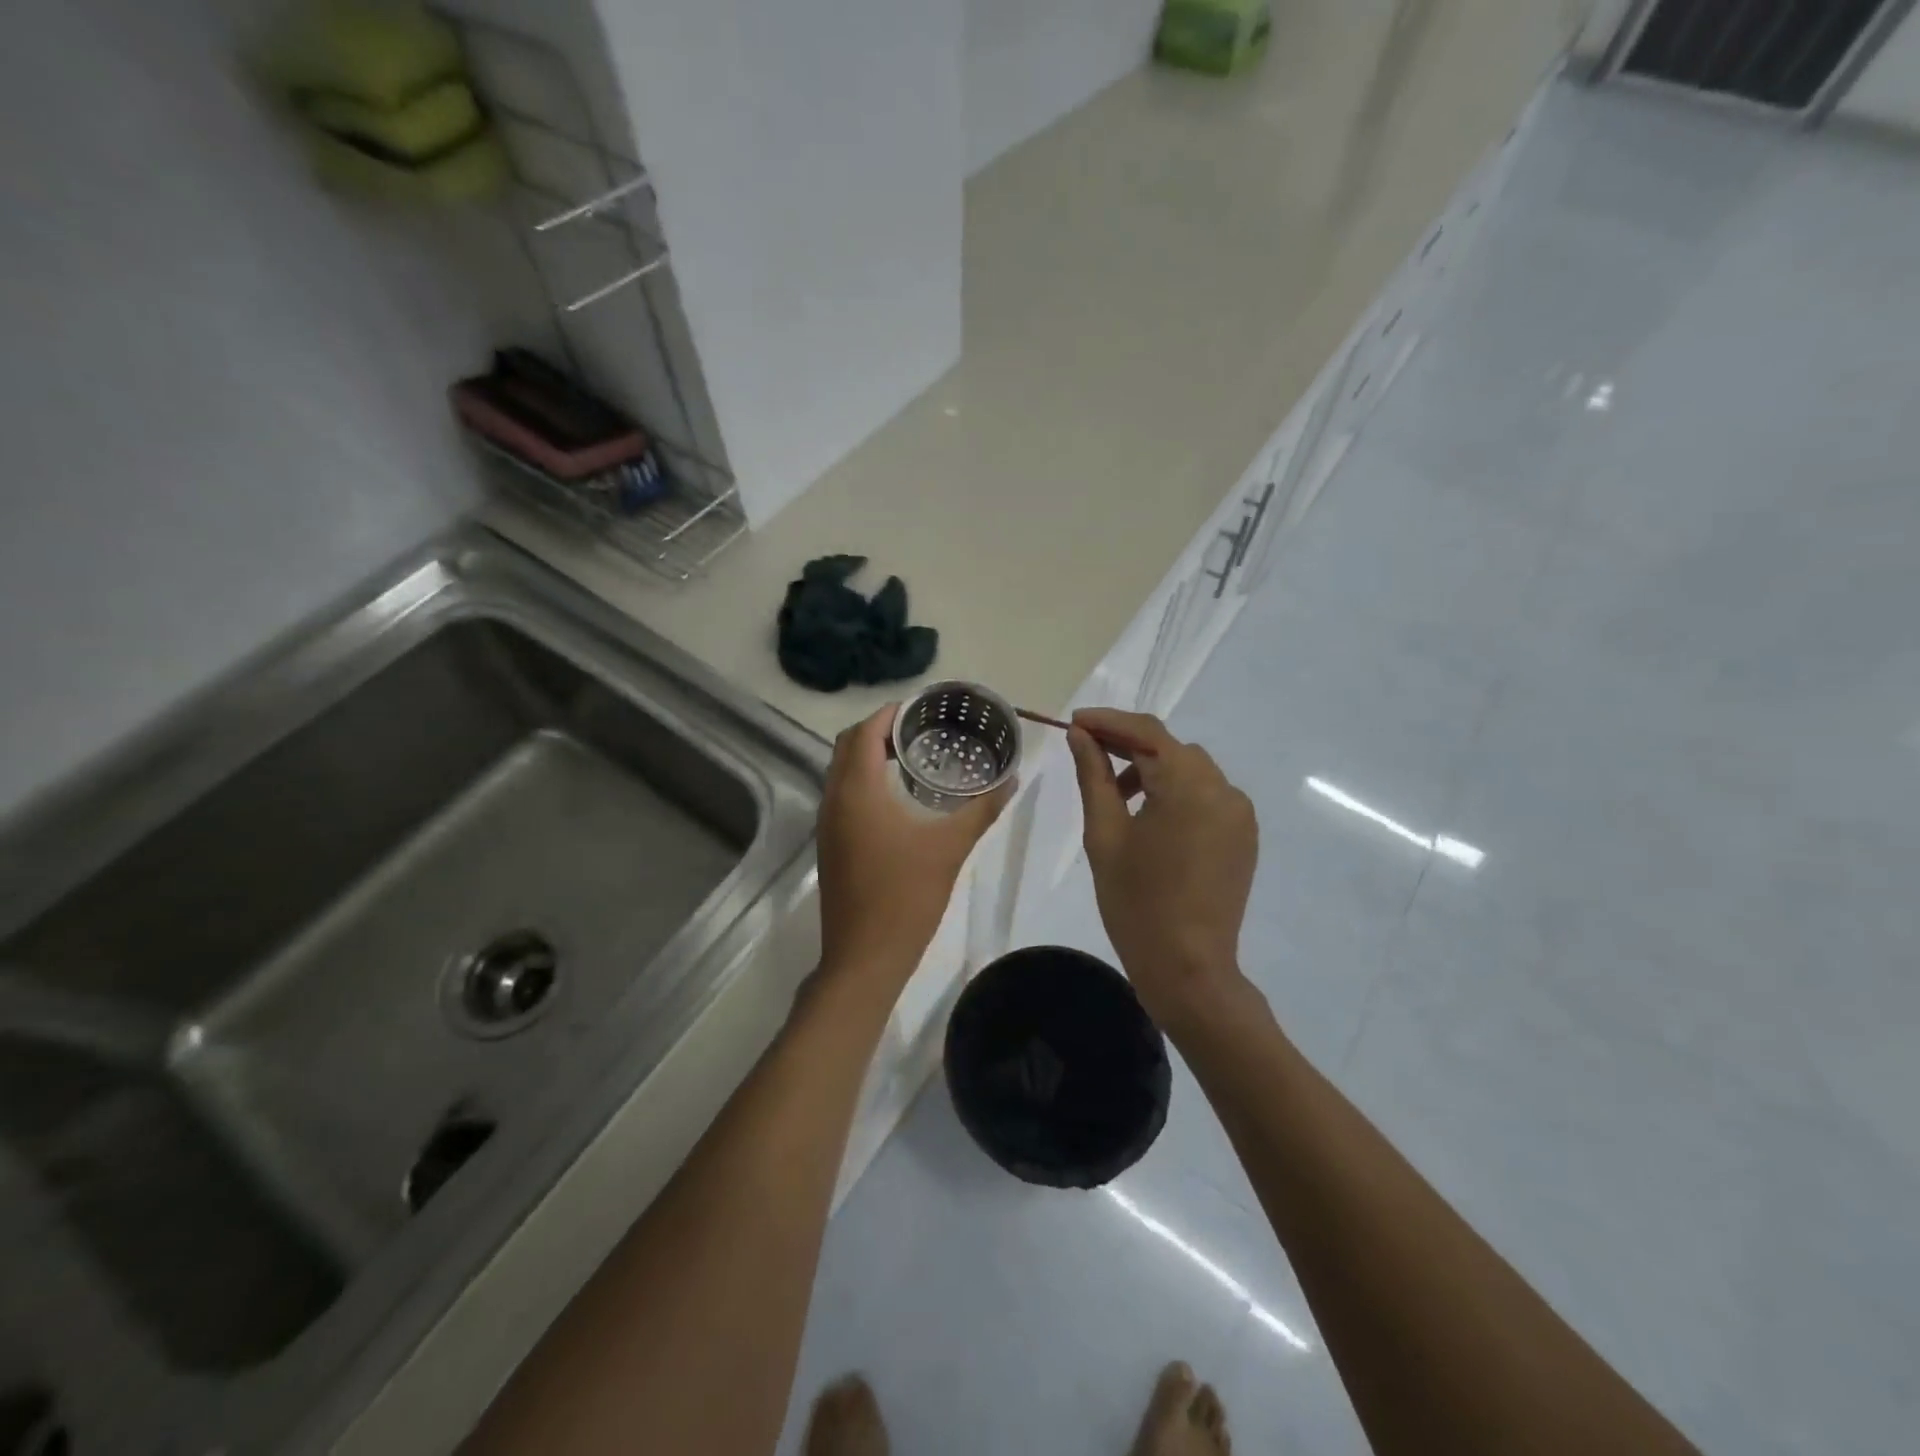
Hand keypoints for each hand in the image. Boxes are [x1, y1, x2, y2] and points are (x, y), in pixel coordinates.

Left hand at [817, 705, 1010, 987]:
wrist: (865, 957)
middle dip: (879, 730)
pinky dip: (863, 781)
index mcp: (857, 791)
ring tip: (913, 757)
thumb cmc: (907, 896)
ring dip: (869, 756)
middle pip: (847, 745)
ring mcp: (827, 824)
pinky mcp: (830, 844)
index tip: (923, 709)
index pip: (865, 731)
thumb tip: (1011, 779)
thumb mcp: (951, 848)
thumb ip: (981, 810)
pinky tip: (898, 797)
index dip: (890, 713)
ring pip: (841, 771)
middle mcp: (834, 799)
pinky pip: (842, 795)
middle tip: (921, 731)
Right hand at [1068, 708, 1256, 1026]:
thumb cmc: (1136, 902)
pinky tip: (1150, 819)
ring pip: (1190, 770)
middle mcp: (1224, 789)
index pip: (1147, 733)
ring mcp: (1239, 814)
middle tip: (1087, 753)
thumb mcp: (1105, 834)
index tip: (1075, 722)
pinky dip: (1176, 793)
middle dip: (1129, 745)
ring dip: (1153, 770)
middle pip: (1171, 748)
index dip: (1109, 721)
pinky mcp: (1243, 836)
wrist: (1188, 968)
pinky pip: (1207, 796)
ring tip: (1117, 797)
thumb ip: (1093, 776)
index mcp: (1189, 785)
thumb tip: (1080, 736)